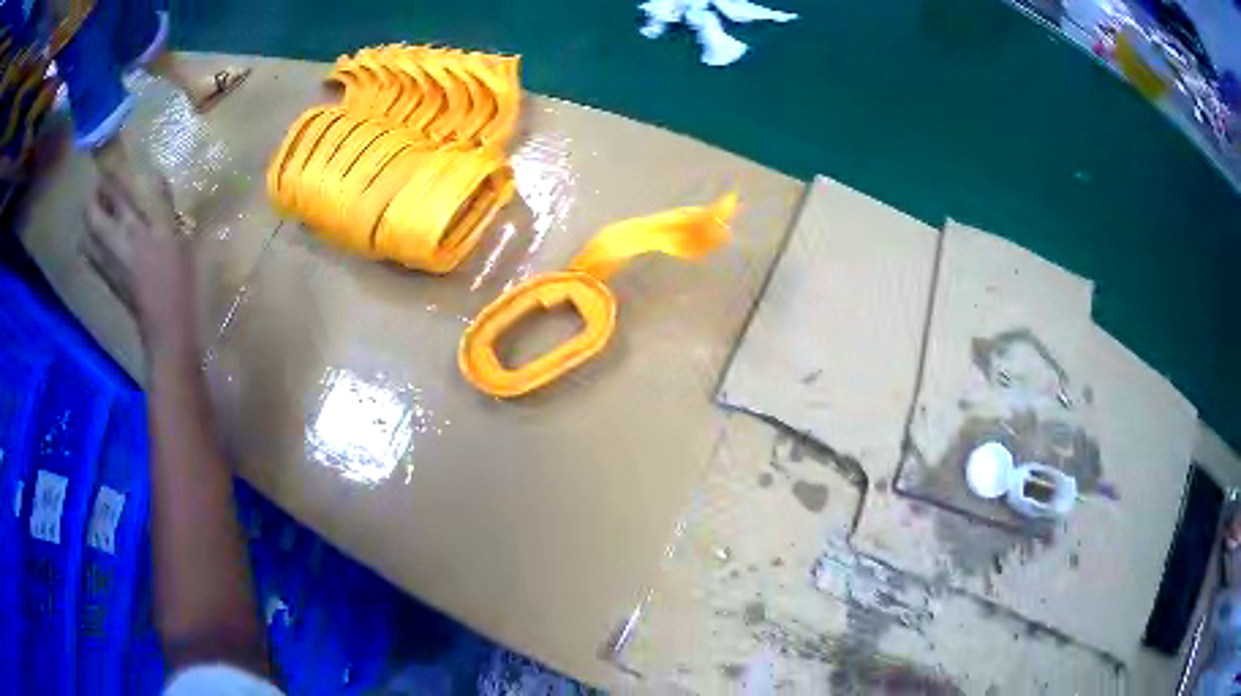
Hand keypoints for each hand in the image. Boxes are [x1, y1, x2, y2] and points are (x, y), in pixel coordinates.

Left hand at [81, 158, 194, 353]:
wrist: (164, 327)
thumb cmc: (172, 279)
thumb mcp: (173, 236)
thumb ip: (163, 204)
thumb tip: (156, 174)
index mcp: (128, 228)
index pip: (112, 195)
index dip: (108, 177)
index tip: (108, 162)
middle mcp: (110, 243)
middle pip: (91, 216)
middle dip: (93, 199)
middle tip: (101, 189)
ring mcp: (106, 264)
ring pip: (87, 236)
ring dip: (90, 221)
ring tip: (99, 212)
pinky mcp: (108, 280)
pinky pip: (92, 254)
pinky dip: (92, 241)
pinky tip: (101, 240)